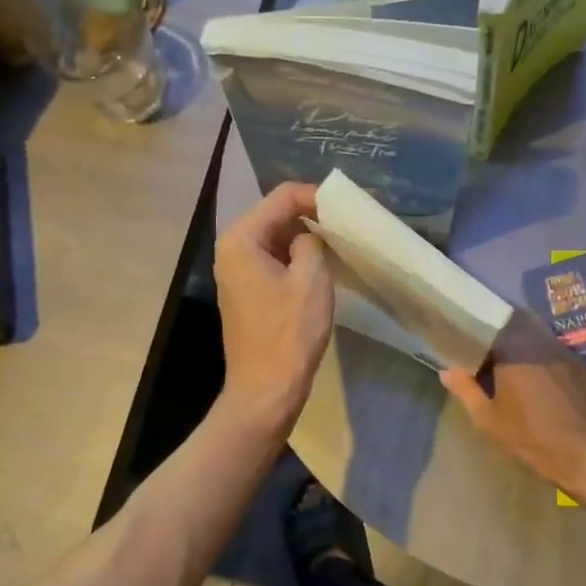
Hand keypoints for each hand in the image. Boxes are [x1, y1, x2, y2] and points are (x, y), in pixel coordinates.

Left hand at [215, 183, 333, 435]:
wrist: (266, 390)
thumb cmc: (289, 334)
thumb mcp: (311, 280)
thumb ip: (312, 242)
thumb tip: (310, 236)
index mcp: (242, 239)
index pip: (283, 197)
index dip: (319, 195)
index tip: (353, 206)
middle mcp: (232, 249)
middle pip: (277, 215)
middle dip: (314, 216)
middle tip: (351, 222)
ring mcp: (236, 272)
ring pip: (277, 239)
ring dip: (308, 239)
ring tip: (343, 241)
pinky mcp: (246, 292)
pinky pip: (274, 261)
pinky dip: (298, 259)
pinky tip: (324, 267)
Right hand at [439, 311, 585, 501]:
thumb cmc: (535, 439)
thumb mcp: (490, 420)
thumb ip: (467, 391)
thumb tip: (447, 371)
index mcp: (514, 350)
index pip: (488, 324)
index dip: (474, 329)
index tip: (461, 339)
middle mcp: (540, 341)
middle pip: (513, 323)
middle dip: (496, 332)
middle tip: (482, 349)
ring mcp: (564, 351)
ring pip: (534, 334)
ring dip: (519, 343)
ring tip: (505, 362)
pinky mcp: (580, 364)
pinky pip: (552, 349)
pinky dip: (538, 354)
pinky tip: (533, 376)